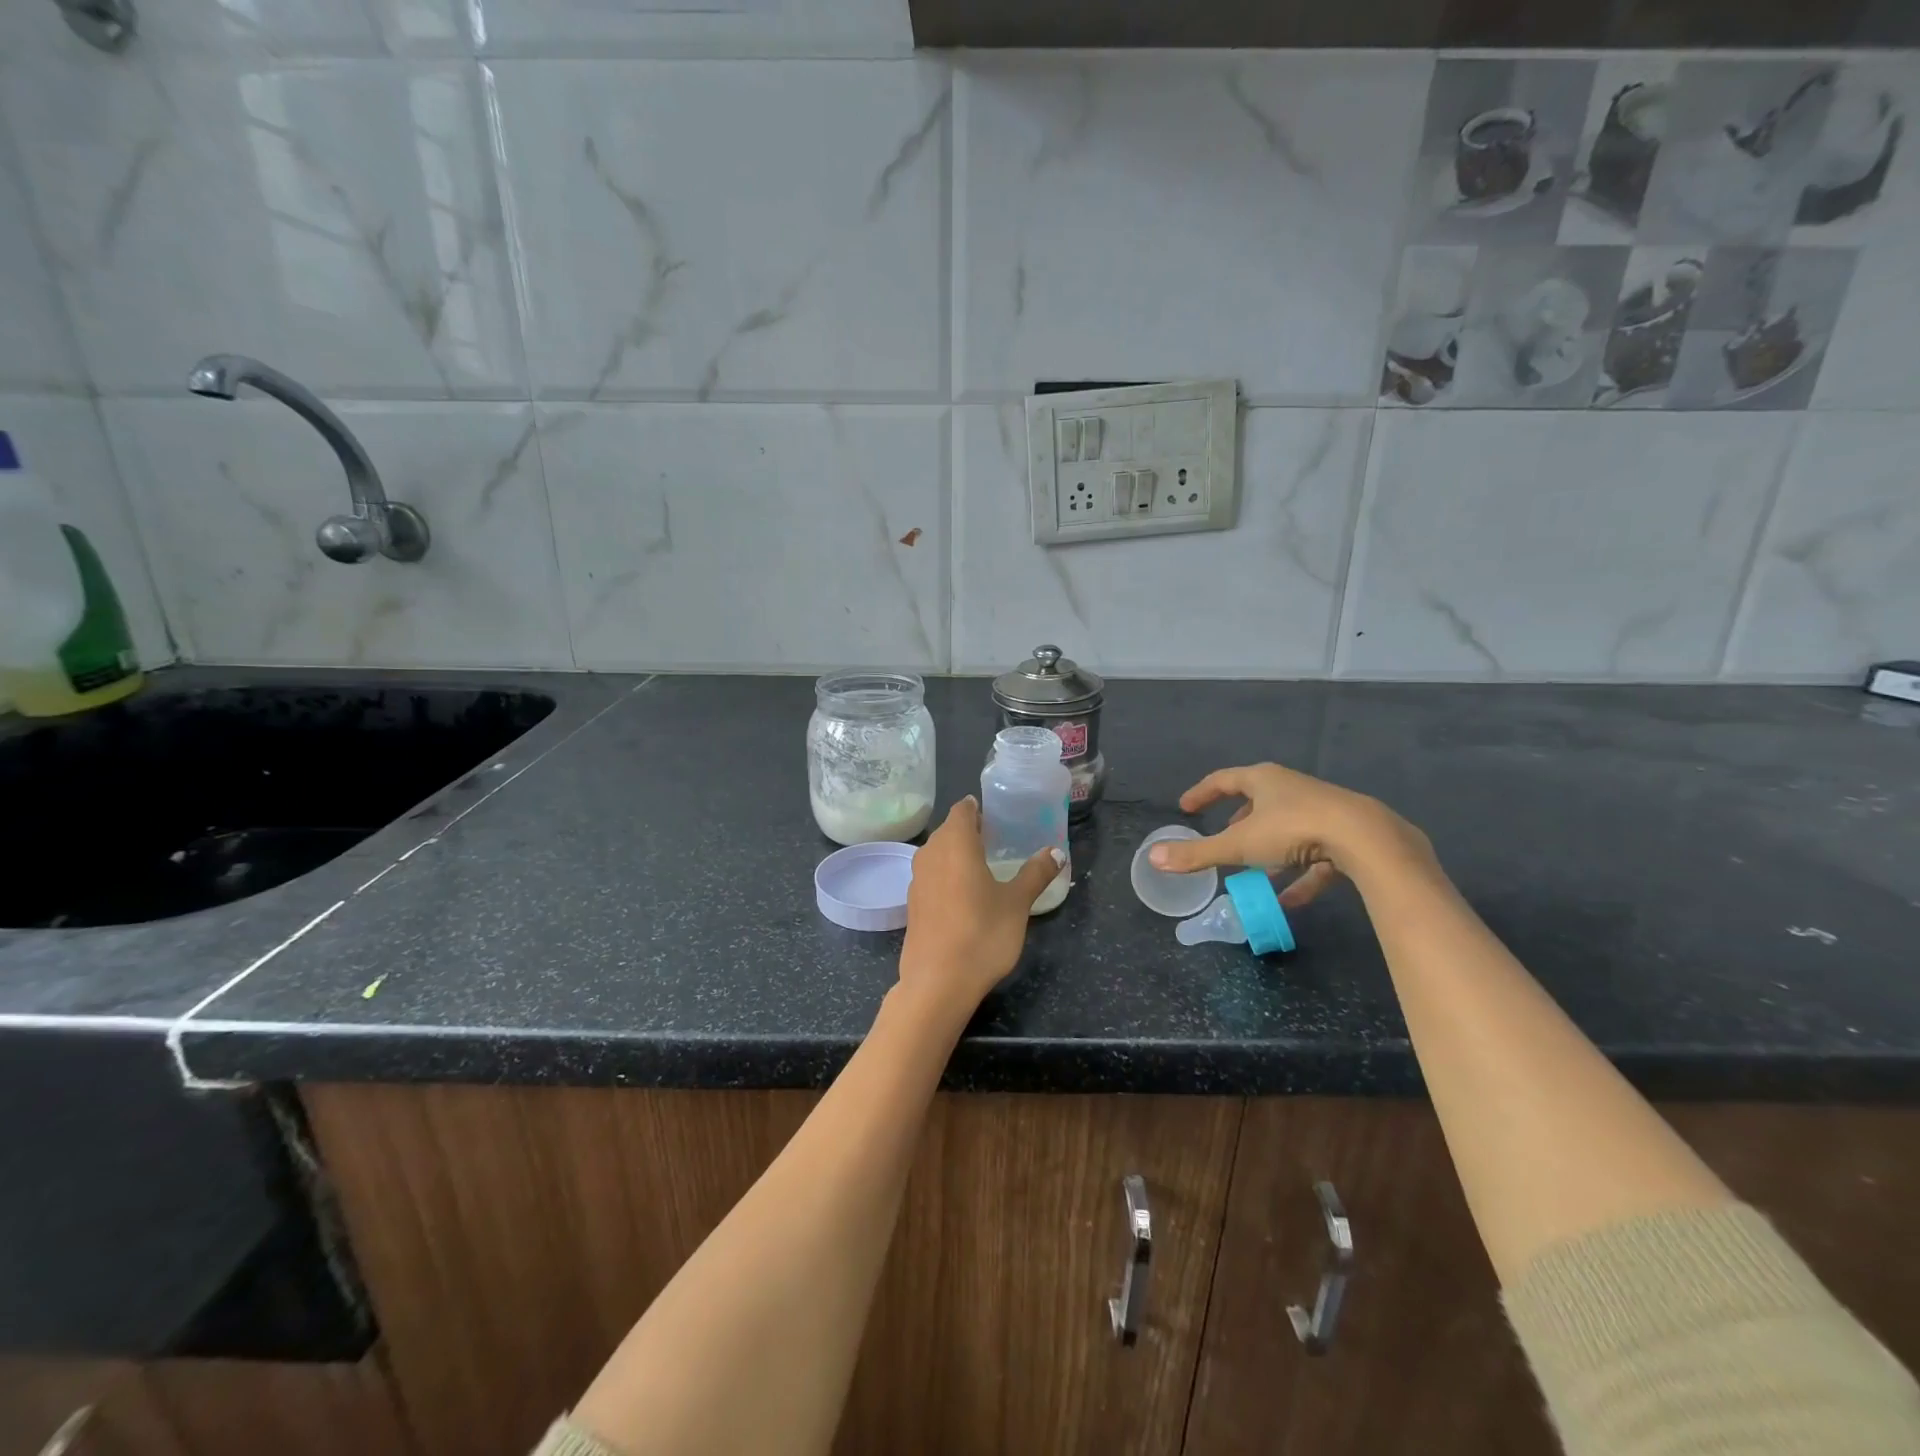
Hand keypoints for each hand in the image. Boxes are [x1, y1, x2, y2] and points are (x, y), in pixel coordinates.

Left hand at [899, 797, 1064, 1013]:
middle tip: (997, 839)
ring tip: (983, 864)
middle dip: (970, 830)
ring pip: (937, 852)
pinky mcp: (912, 903)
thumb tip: (1056, 852)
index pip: (962, 810)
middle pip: (949, 830)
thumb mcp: (1017, 903)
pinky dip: (946, 874)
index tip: (996, 814)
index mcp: (956, 844)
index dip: (978, 809)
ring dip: (957, 852)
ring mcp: (917, 879)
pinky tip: (964, 893)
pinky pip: (931, 875)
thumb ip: (1035, 874)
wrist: (937, 982)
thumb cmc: (982, 934)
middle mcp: (931, 854)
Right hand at [1146, 763, 1432, 907]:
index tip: (1186, 807)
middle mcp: (1292, 788)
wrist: (1366, 838)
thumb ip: (1198, 854)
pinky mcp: (1345, 836)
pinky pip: (1314, 856)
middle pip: (1258, 801)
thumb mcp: (1239, 845)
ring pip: (1286, 828)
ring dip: (1268, 850)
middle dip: (1238, 821)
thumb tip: (1153, 858)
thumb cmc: (1295, 830)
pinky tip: (1289, 901)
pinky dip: (1299, 876)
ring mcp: (1321, 810)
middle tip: (1222, 839)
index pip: (1224, 780)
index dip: (1202, 793)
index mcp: (1264, 780)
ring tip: (1253, 874)